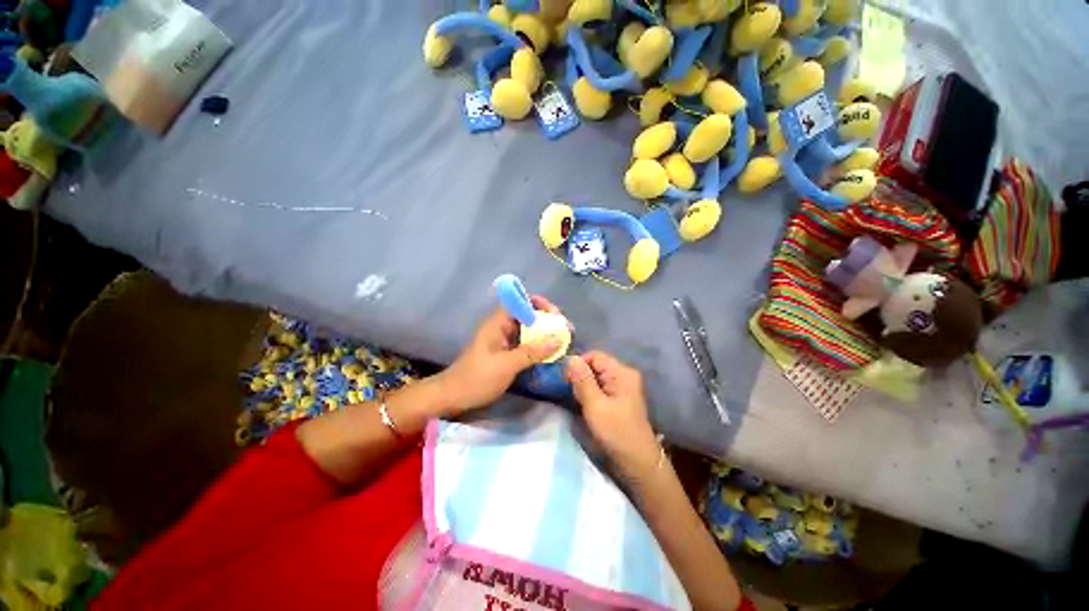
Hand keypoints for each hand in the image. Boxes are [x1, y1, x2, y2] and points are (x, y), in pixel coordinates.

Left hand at [436, 296, 563, 416]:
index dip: (538, 303)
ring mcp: (505, 341)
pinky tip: (552, 353)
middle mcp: (502, 328)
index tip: (555, 314)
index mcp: (498, 323)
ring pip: (529, 331)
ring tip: (564, 340)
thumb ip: (532, 352)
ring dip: (545, 334)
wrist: (453, 398)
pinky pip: (527, 344)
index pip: (519, 302)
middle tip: (565, 330)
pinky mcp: (507, 354)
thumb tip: (559, 340)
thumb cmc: (476, 378)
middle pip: (528, 315)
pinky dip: (539, 346)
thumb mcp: (506, 365)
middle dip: (547, 320)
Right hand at [566, 351, 658, 475]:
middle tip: (572, 393)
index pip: (594, 356)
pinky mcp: (619, 398)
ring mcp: (622, 387)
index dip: (578, 364)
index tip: (565, 380)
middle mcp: (623, 375)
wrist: (638, 462)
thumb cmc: (616, 432)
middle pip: (595, 365)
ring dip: (584, 386)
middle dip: (580, 376)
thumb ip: (582, 380)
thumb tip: (570, 358)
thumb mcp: (595, 405)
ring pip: (596, 377)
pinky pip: (600, 387)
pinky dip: (590, 393)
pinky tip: (585, 405)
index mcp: (622, 372)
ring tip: (578, 401)